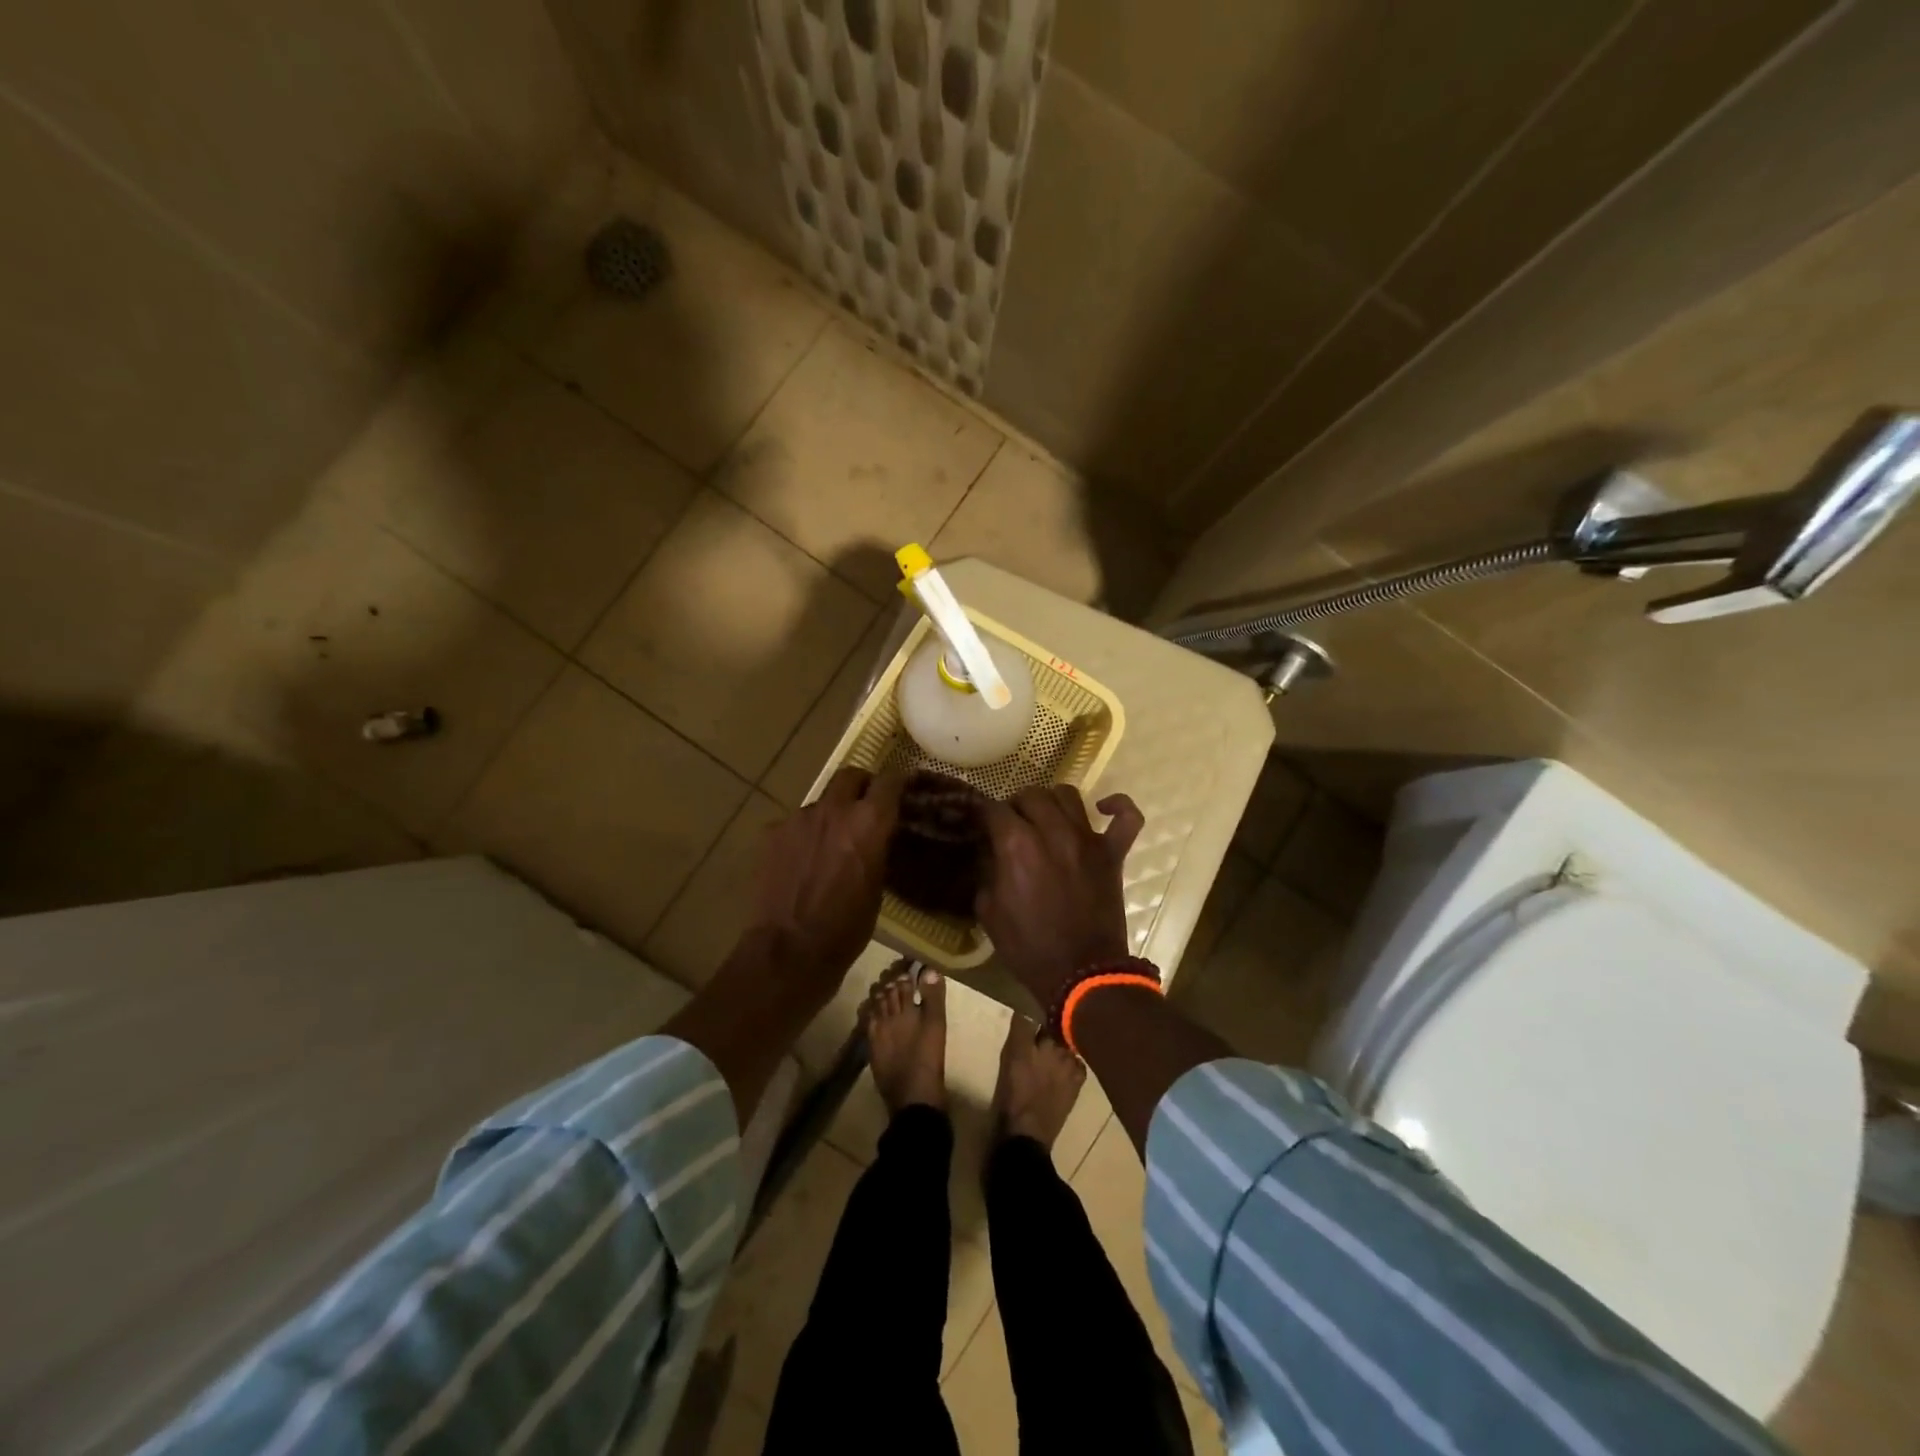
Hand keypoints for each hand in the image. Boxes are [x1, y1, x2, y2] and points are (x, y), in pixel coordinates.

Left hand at [749, 765, 902, 996]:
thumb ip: (878, 850)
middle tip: (864, 806)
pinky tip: (801, 862)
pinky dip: (803, 836)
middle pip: (850, 776)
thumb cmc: (846, 927)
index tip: (901, 790)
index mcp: (869, 822)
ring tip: (829, 844)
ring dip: (829, 815)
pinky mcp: (771, 833)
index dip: (897, 782)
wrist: (790, 950)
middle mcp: (835, 809)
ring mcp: (799, 818)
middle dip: (860, 786)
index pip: (890, 780)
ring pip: (820, 803)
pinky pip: (794, 825)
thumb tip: (879, 838)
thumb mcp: (878, 887)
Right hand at [977, 786, 1144, 1005]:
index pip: (994, 810)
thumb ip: (987, 872)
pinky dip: (1117, 806)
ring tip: (1044, 816)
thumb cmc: (1028, 947)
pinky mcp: (1113, 853)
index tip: (979, 823)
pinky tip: (1103, 808)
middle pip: (1030, 795)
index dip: (982, 814)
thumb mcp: (988, 911)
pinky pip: (1127, 818)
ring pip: (1068, 795)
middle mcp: (1053, 831)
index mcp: (1017, 845)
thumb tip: (990, 852)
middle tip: (1010, 824)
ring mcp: (1087, 840)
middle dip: (1015, 805)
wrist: (1081, 974)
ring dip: (1050, 801)